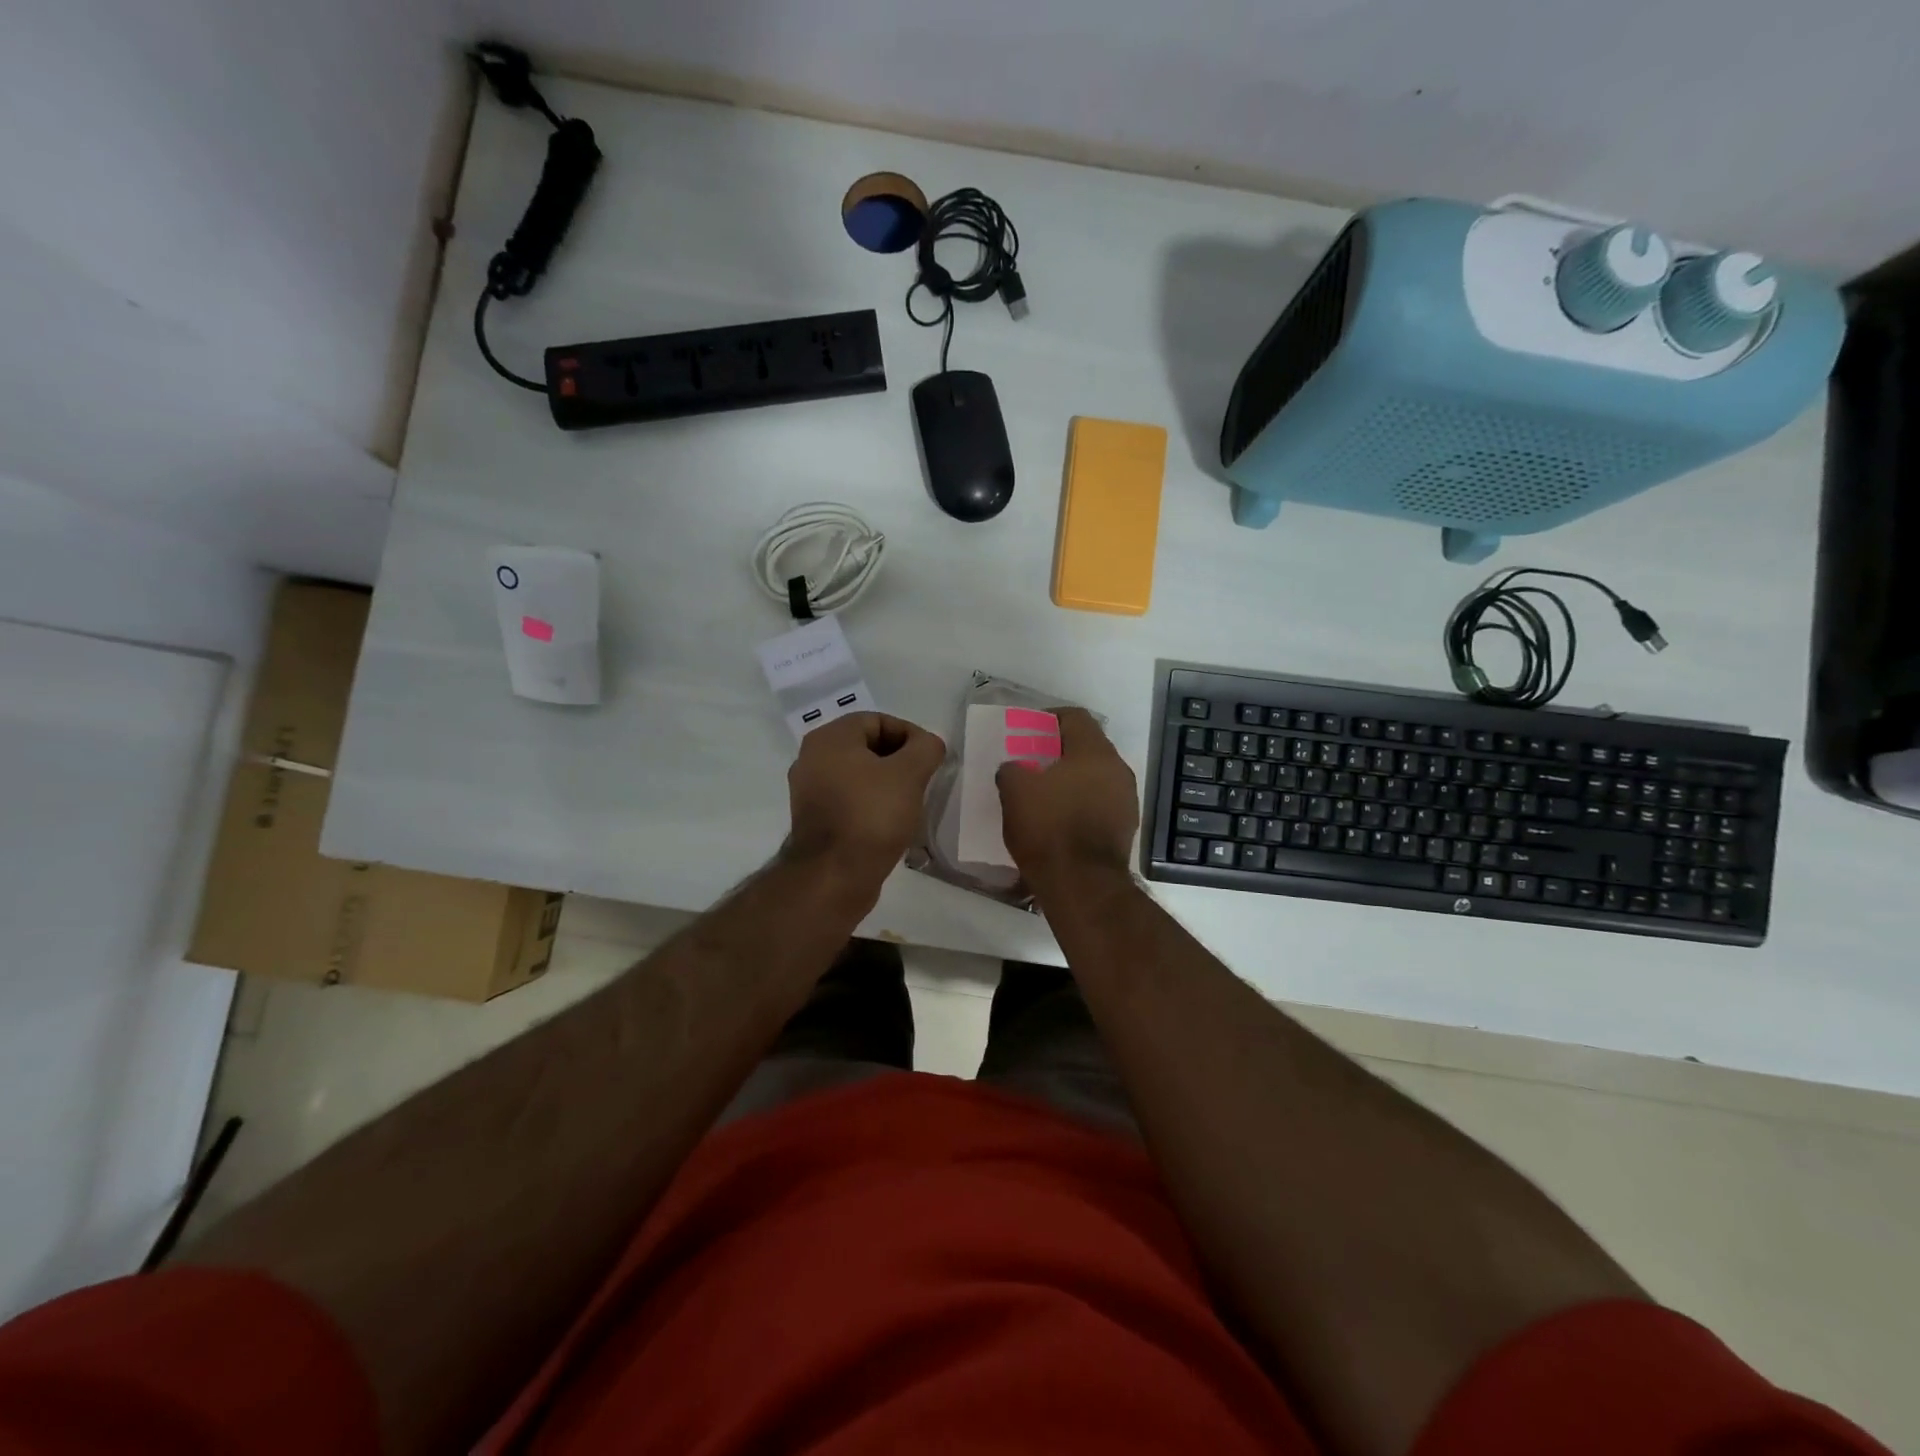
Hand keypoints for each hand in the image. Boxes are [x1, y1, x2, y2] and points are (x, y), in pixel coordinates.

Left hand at [786, 713, 946, 880]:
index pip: (878, 720)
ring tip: (911, 802)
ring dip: (887, 783)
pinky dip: (871, 804)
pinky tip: (891, 822)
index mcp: (829, 739)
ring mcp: (810, 791)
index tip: (931, 760)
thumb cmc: (871, 816)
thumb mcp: (909, 774)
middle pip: (867, 746)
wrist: (833, 877)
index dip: (910, 735)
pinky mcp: (815, 819)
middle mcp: (812, 758)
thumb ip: (926, 748)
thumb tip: (929, 744)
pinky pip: (850, 799)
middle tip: (924, 781)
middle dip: (900, 760)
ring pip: (859, 775)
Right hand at [996, 707, 1138, 883]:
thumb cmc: (1048, 827)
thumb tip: (1016, 769)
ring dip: (1072, 779)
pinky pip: (1100, 803)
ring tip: (1044, 793)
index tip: (1028, 730)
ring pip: (1095, 777)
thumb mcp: (1014, 790)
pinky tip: (1060, 819)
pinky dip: (1080, 803)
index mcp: (1094, 752)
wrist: (1082, 884)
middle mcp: (1118, 769)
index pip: (1075, 717)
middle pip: (1087, 747)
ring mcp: (1126, 800)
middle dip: (1059, 751)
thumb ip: (1013, 769)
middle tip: (1032, 762)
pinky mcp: (1125, 828)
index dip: (1049, 718)